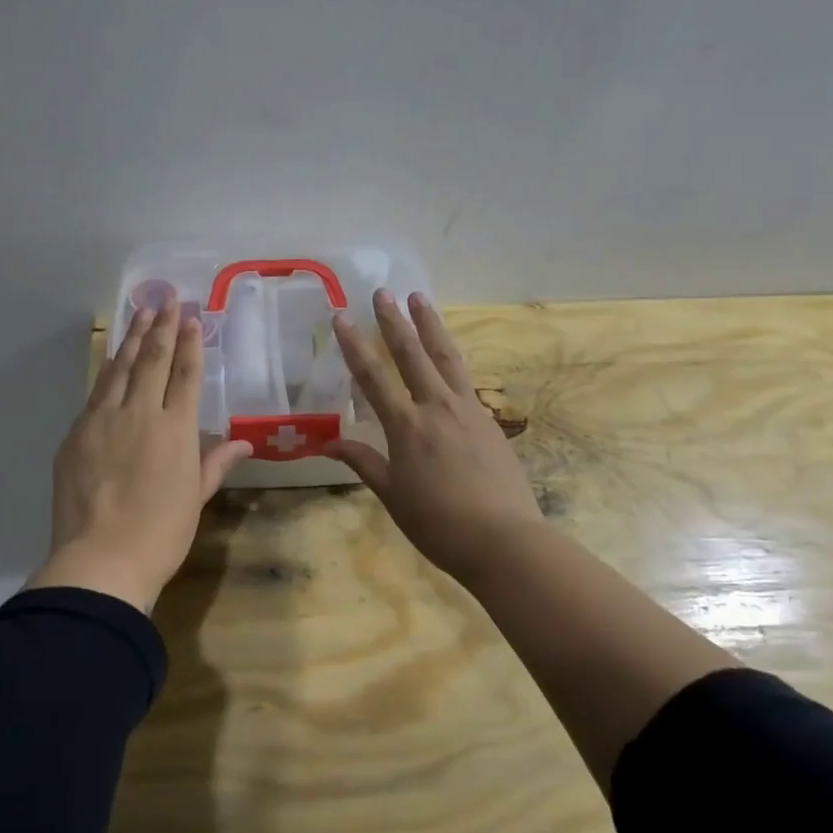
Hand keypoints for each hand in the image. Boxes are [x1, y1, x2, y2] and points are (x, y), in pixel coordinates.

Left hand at [28, 306, 252, 613]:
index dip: (190, 344)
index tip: (191, 317)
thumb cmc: (161, 534)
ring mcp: (103, 419)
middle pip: (152, 360)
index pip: (186, 374)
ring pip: (119, 368)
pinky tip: (111, 360)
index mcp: (176, 429)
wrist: (101, 559)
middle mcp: (141, 413)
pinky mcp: (76, 433)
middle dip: (161, 326)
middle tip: (166, 298)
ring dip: (131, 338)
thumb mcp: (196, 498)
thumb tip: (245, 442)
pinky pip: (95, 392)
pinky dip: (107, 371)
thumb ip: (216, 463)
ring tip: (140, 312)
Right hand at [327, 290, 545, 583]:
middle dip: (394, 322)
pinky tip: (449, 354)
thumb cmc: (438, 523)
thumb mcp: (392, 495)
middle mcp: (437, 407)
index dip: (354, 345)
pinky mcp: (489, 420)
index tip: (342, 316)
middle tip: (383, 292)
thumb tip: (328, 443)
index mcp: (407, 427)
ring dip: (431, 326)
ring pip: (446, 357)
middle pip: (412, 354)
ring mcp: (468, 410)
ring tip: (420, 299)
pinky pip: (466, 379)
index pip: (373, 377)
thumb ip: (363, 462)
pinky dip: (453, 358)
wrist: (504, 540)